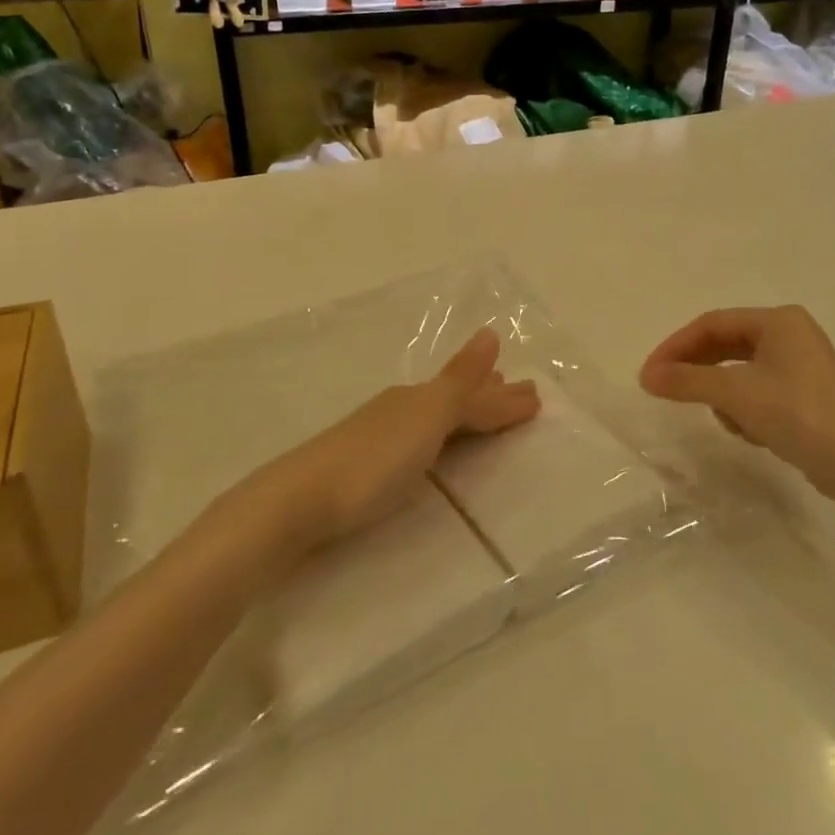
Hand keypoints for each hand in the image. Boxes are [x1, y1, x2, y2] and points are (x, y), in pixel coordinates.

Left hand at [253, 329, 540, 549]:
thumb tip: (490, 334)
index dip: (503, 398)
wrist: (298, 501)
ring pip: (434, 418)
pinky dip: (441, 436)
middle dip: (487, 396)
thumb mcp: (426, 416)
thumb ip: (460, 381)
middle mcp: (401, 410)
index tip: (536, 397)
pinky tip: (433, 447)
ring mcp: (379, 437)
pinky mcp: (364, 468)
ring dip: (465, 413)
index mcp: (418, 399)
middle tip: (518, 394)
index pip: (472, 394)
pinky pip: (419, 440)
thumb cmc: (373, 460)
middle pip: (453, 400)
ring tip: (485, 413)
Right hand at [639, 306, 834, 499]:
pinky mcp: (805, 394)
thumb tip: (647, 376)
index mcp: (779, 320)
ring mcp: (800, 365)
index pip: (711, 324)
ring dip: (724, 395)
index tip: (650, 374)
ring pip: (739, 371)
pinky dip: (745, 408)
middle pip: (725, 345)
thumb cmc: (799, 415)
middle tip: (665, 391)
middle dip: (697, 371)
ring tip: (727, 420)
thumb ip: (688, 381)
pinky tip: (752, 433)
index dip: (675, 346)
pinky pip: (757, 391)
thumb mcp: (736, 394)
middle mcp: (790, 334)